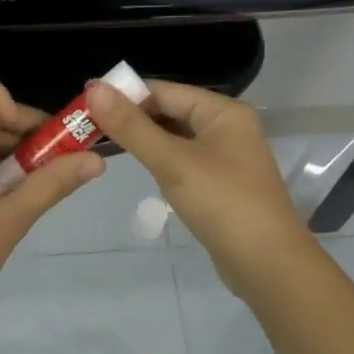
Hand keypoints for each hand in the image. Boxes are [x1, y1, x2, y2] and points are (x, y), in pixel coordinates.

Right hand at [84, 78, 314, 292]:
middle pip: (171, 112)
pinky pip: (184, 161)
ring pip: (176, 138)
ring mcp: (226, 157)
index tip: (86, 105)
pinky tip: (140, 170)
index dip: (126, 96)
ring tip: (104, 146)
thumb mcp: (173, 162)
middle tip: (89, 128)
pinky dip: (161, 161)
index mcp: (223, 112)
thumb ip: (132, 127)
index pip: (165, 91)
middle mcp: (227, 127)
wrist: (268, 265)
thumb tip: (94, 88)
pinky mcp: (220, 184)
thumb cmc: (223, 204)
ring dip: (145, 140)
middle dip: (133, 119)